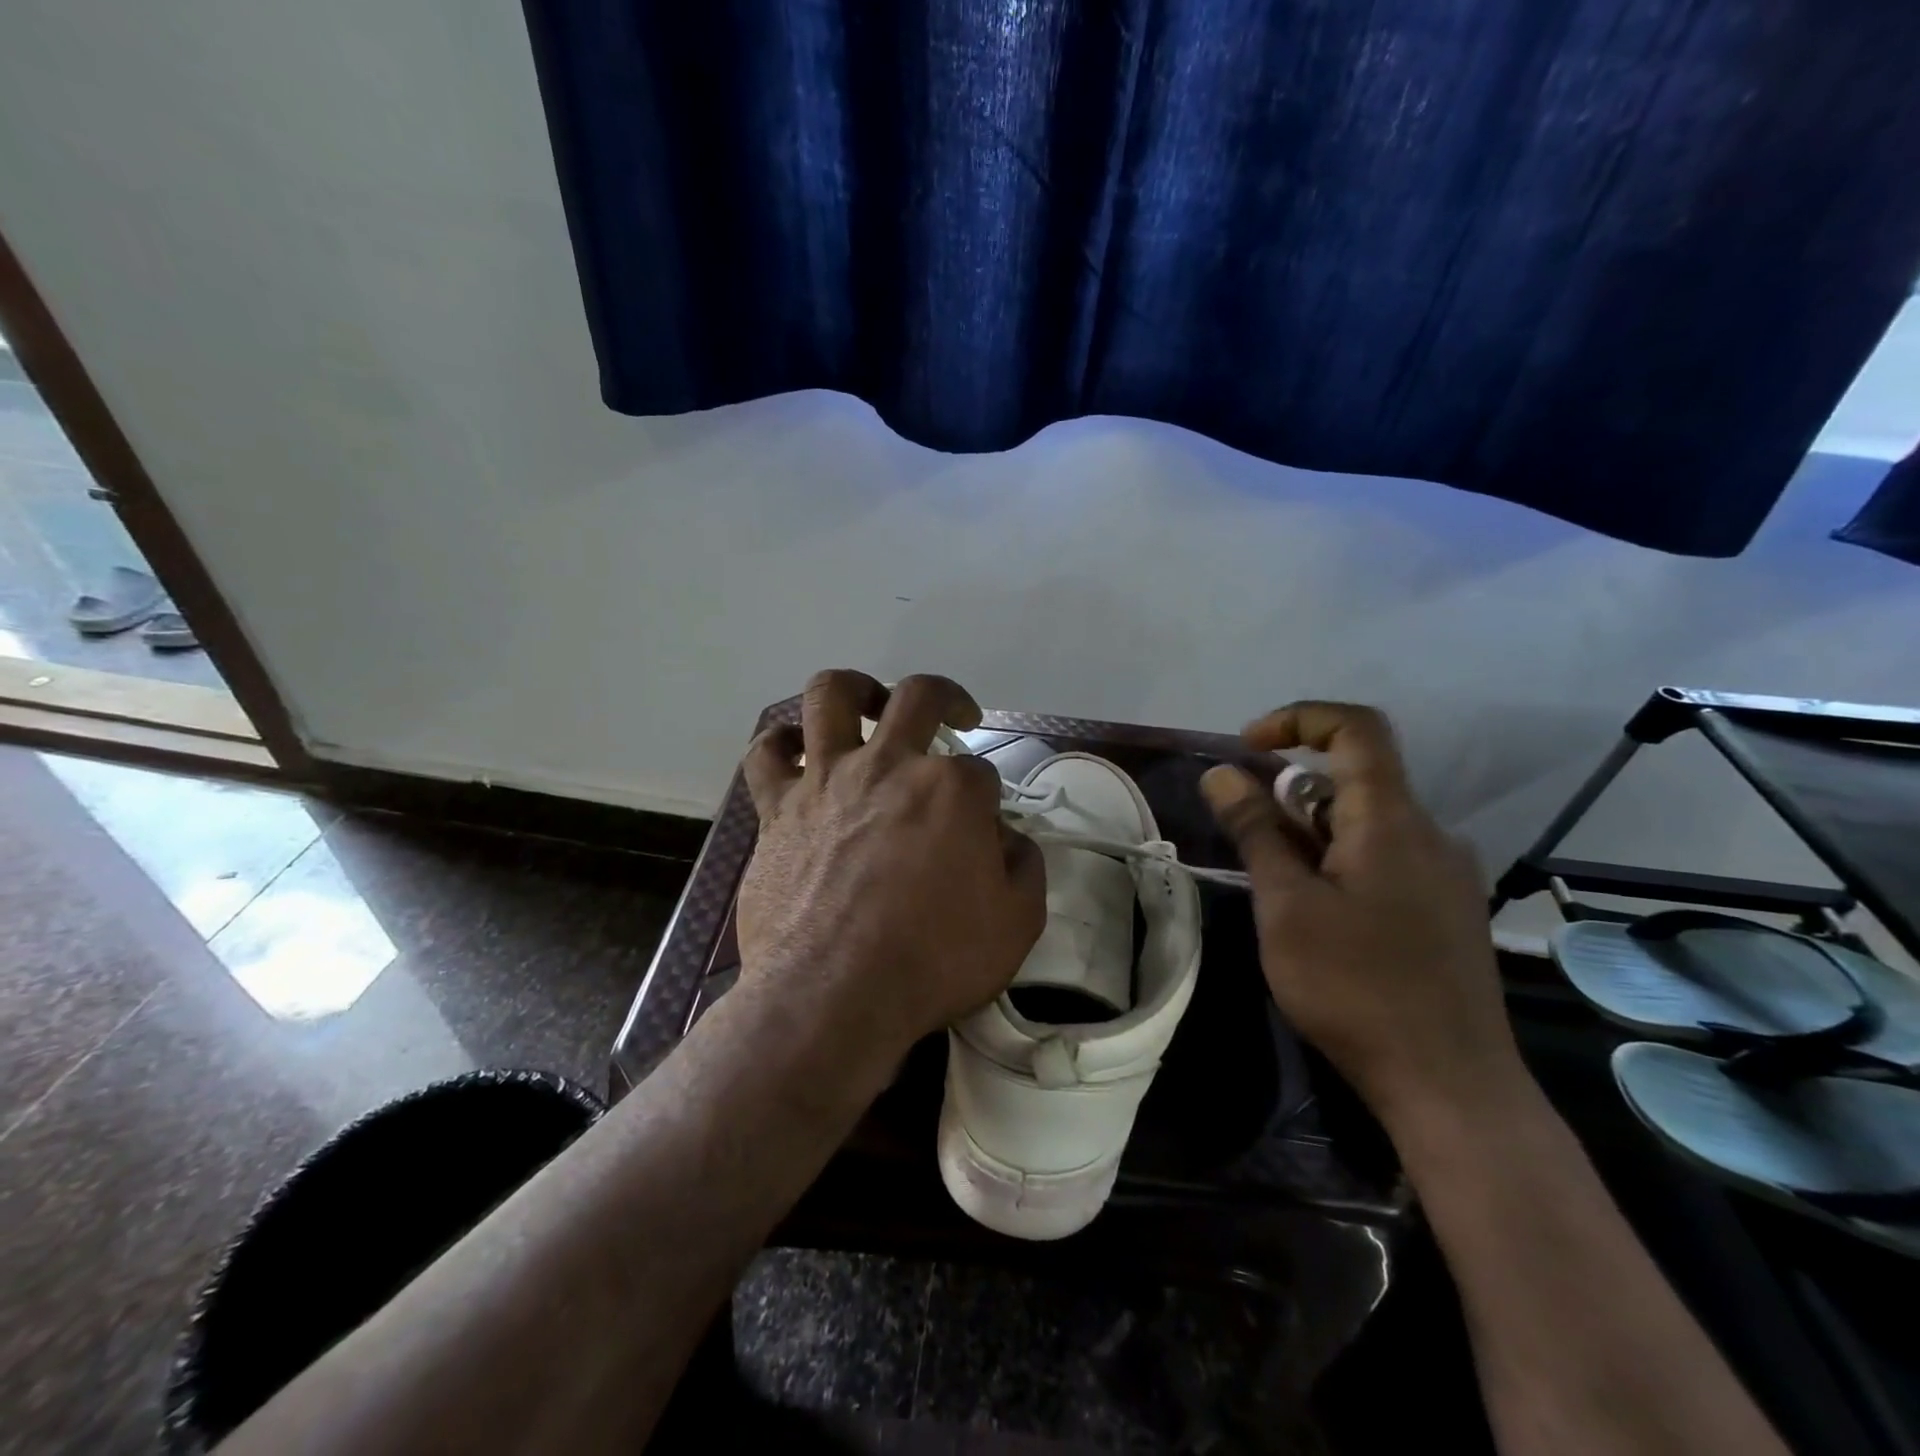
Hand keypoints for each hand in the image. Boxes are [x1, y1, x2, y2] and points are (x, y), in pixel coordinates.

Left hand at [736, 671, 1046, 1084]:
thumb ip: (1023, 865)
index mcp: (952, 790)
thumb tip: (1005, 837)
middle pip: (918, 697)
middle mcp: (890, 765)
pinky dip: (780, 744)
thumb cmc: (932, 961)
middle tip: (954, 717)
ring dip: (856, 689)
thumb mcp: (1017, 922)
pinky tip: (795, 751)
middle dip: (946, 699)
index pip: (981, 772)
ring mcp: (827, 780)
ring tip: (869, 704)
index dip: (986, 799)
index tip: (983, 830)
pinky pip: (766, 755)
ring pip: (831, 695)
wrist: (833, 995)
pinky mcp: (778, 808)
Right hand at [1200, 702, 1524, 1136]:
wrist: (1451, 1085)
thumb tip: (1222, 773)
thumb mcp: (1286, 905)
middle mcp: (1430, 833)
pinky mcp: (1448, 909)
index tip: (1247, 748)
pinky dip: (1342, 860)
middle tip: (1252, 846)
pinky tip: (1324, 919)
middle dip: (1291, 794)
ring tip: (1282, 894)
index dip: (1298, 719)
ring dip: (1313, 833)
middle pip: (1356, 778)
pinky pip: (1387, 856)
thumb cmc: (1355, 987)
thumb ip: (1256, 831)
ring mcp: (1446, 873)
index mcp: (1391, 820)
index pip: (1356, 729)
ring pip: (1368, 822)